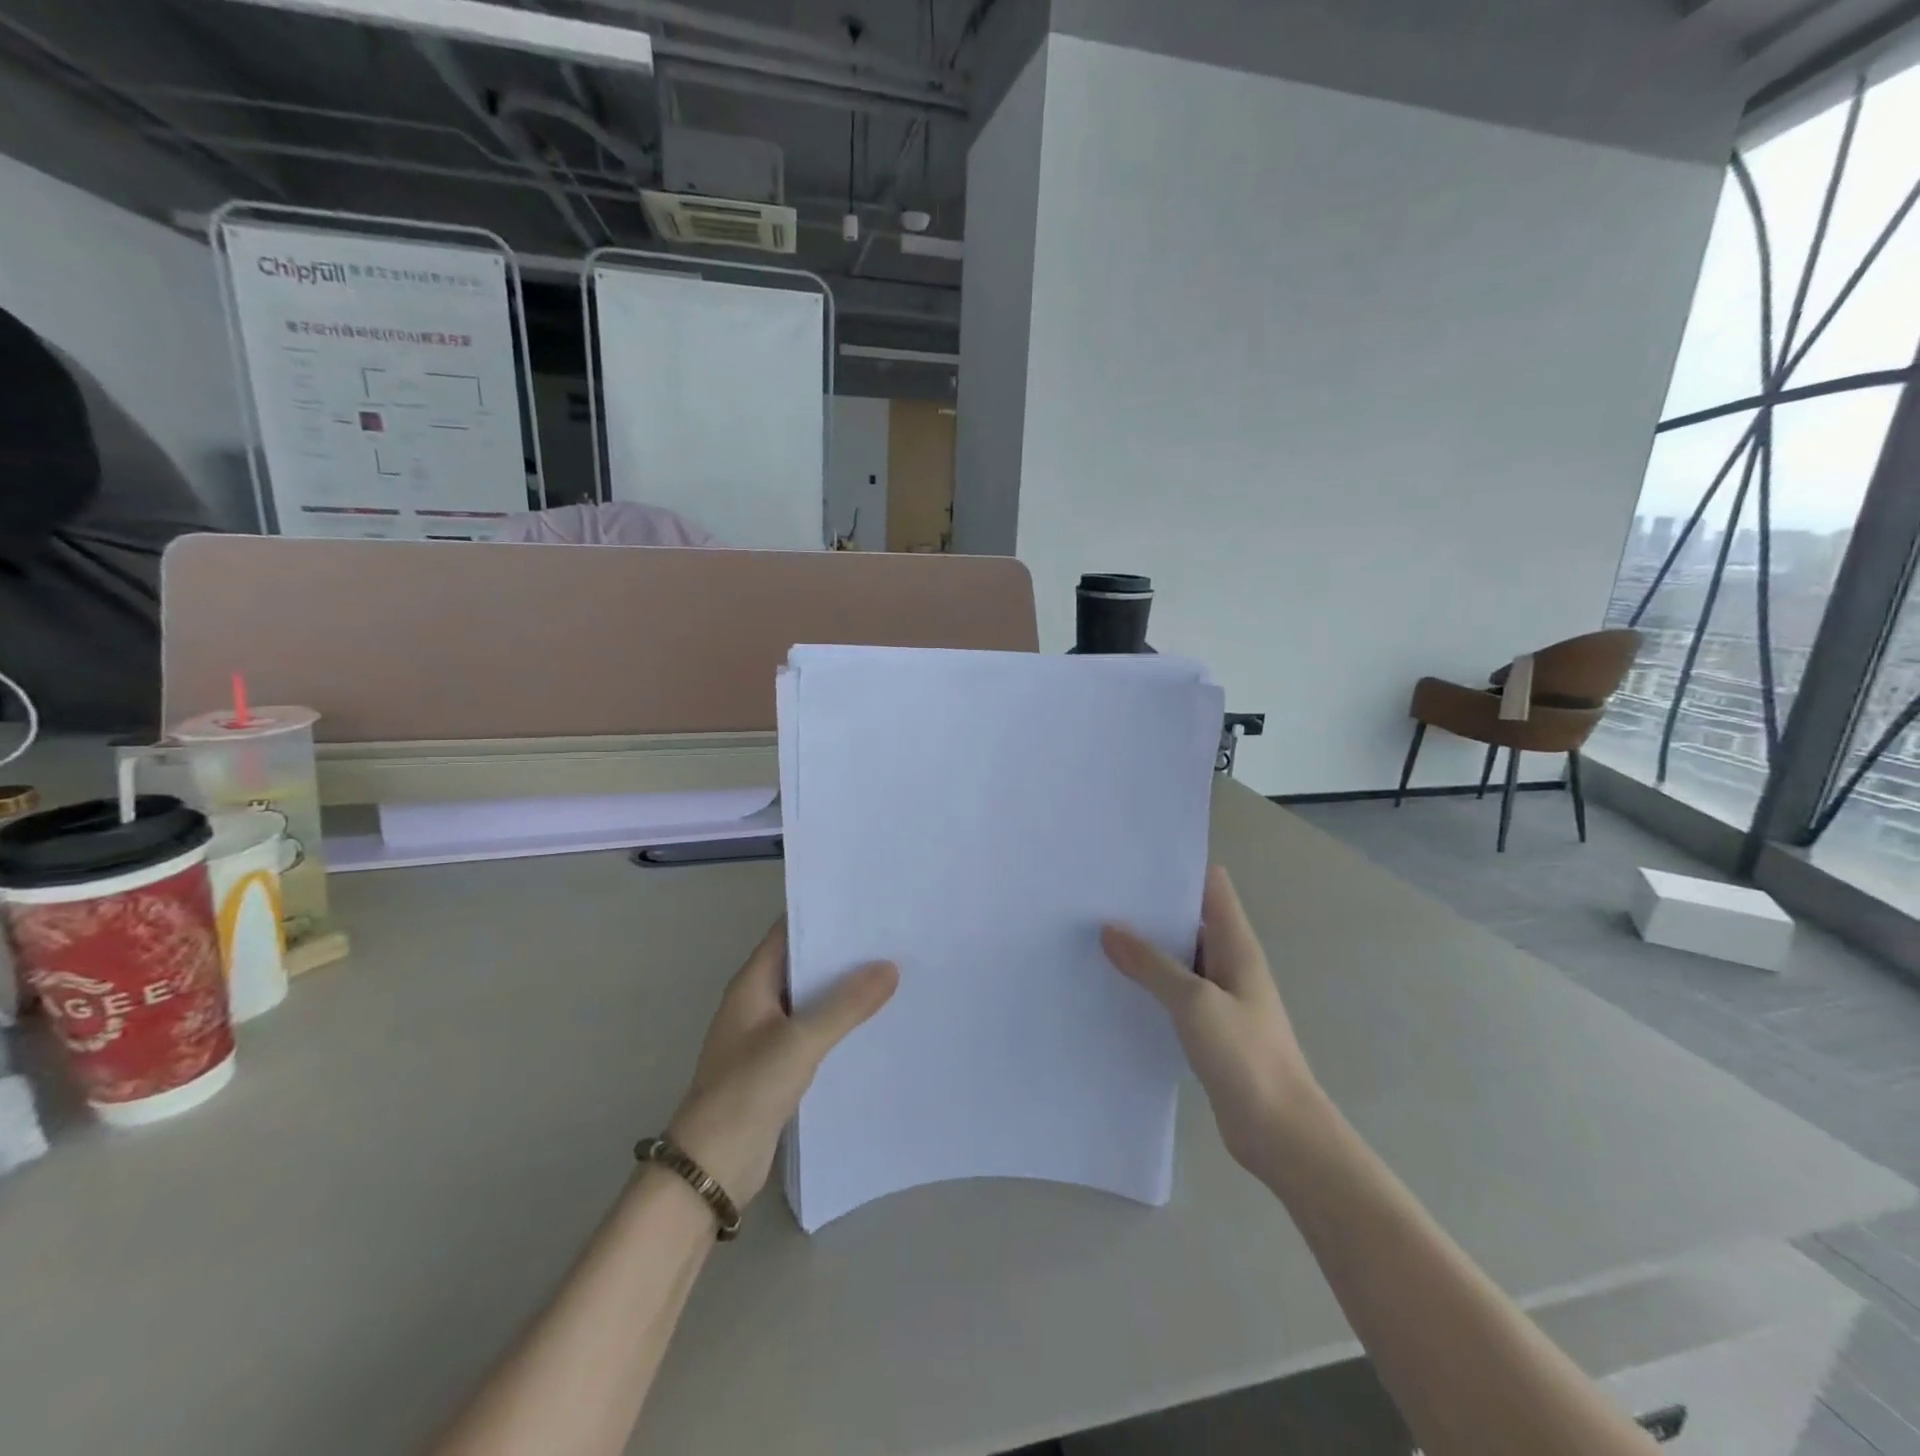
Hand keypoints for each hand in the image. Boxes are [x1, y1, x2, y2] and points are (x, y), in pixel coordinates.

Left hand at [668, 918, 897, 1206]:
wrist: (712, 1167)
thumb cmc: (747, 1091)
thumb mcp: (800, 1041)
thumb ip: (845, 1005)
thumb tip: (889, 967)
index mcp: (751, 984)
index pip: (788, 932)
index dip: (822, 915)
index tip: (865, 905)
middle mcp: (757, 1003)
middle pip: (802, 965)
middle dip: (841, 953)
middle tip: (890, 938)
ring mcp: (766, 1036)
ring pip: (810, 1000)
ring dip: (843, 990)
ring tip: (893, 974)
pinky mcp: (777, 1067)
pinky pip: (813, 1033)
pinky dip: (839, 1024)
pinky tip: (873, 1024)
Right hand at [1101, 865, 1320, 1174]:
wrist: (1280, 1133)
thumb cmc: (1245, 1056)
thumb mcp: (1194, 1002)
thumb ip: (1152, 964)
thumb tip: (1109, 928)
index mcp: (1237, 945)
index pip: (1211, 887)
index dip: (1178, 868)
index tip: (1133, 860)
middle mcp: (1229, 963)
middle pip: (1189, 920)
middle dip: (1150, 908)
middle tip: (1099, 895)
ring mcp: (1220, 997)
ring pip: (1178, 958)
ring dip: (1146, 948)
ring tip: (1095, 933)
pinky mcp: (1208, 1028)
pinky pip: (1173, 993)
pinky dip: (1149, 984)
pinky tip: (1114, 985)